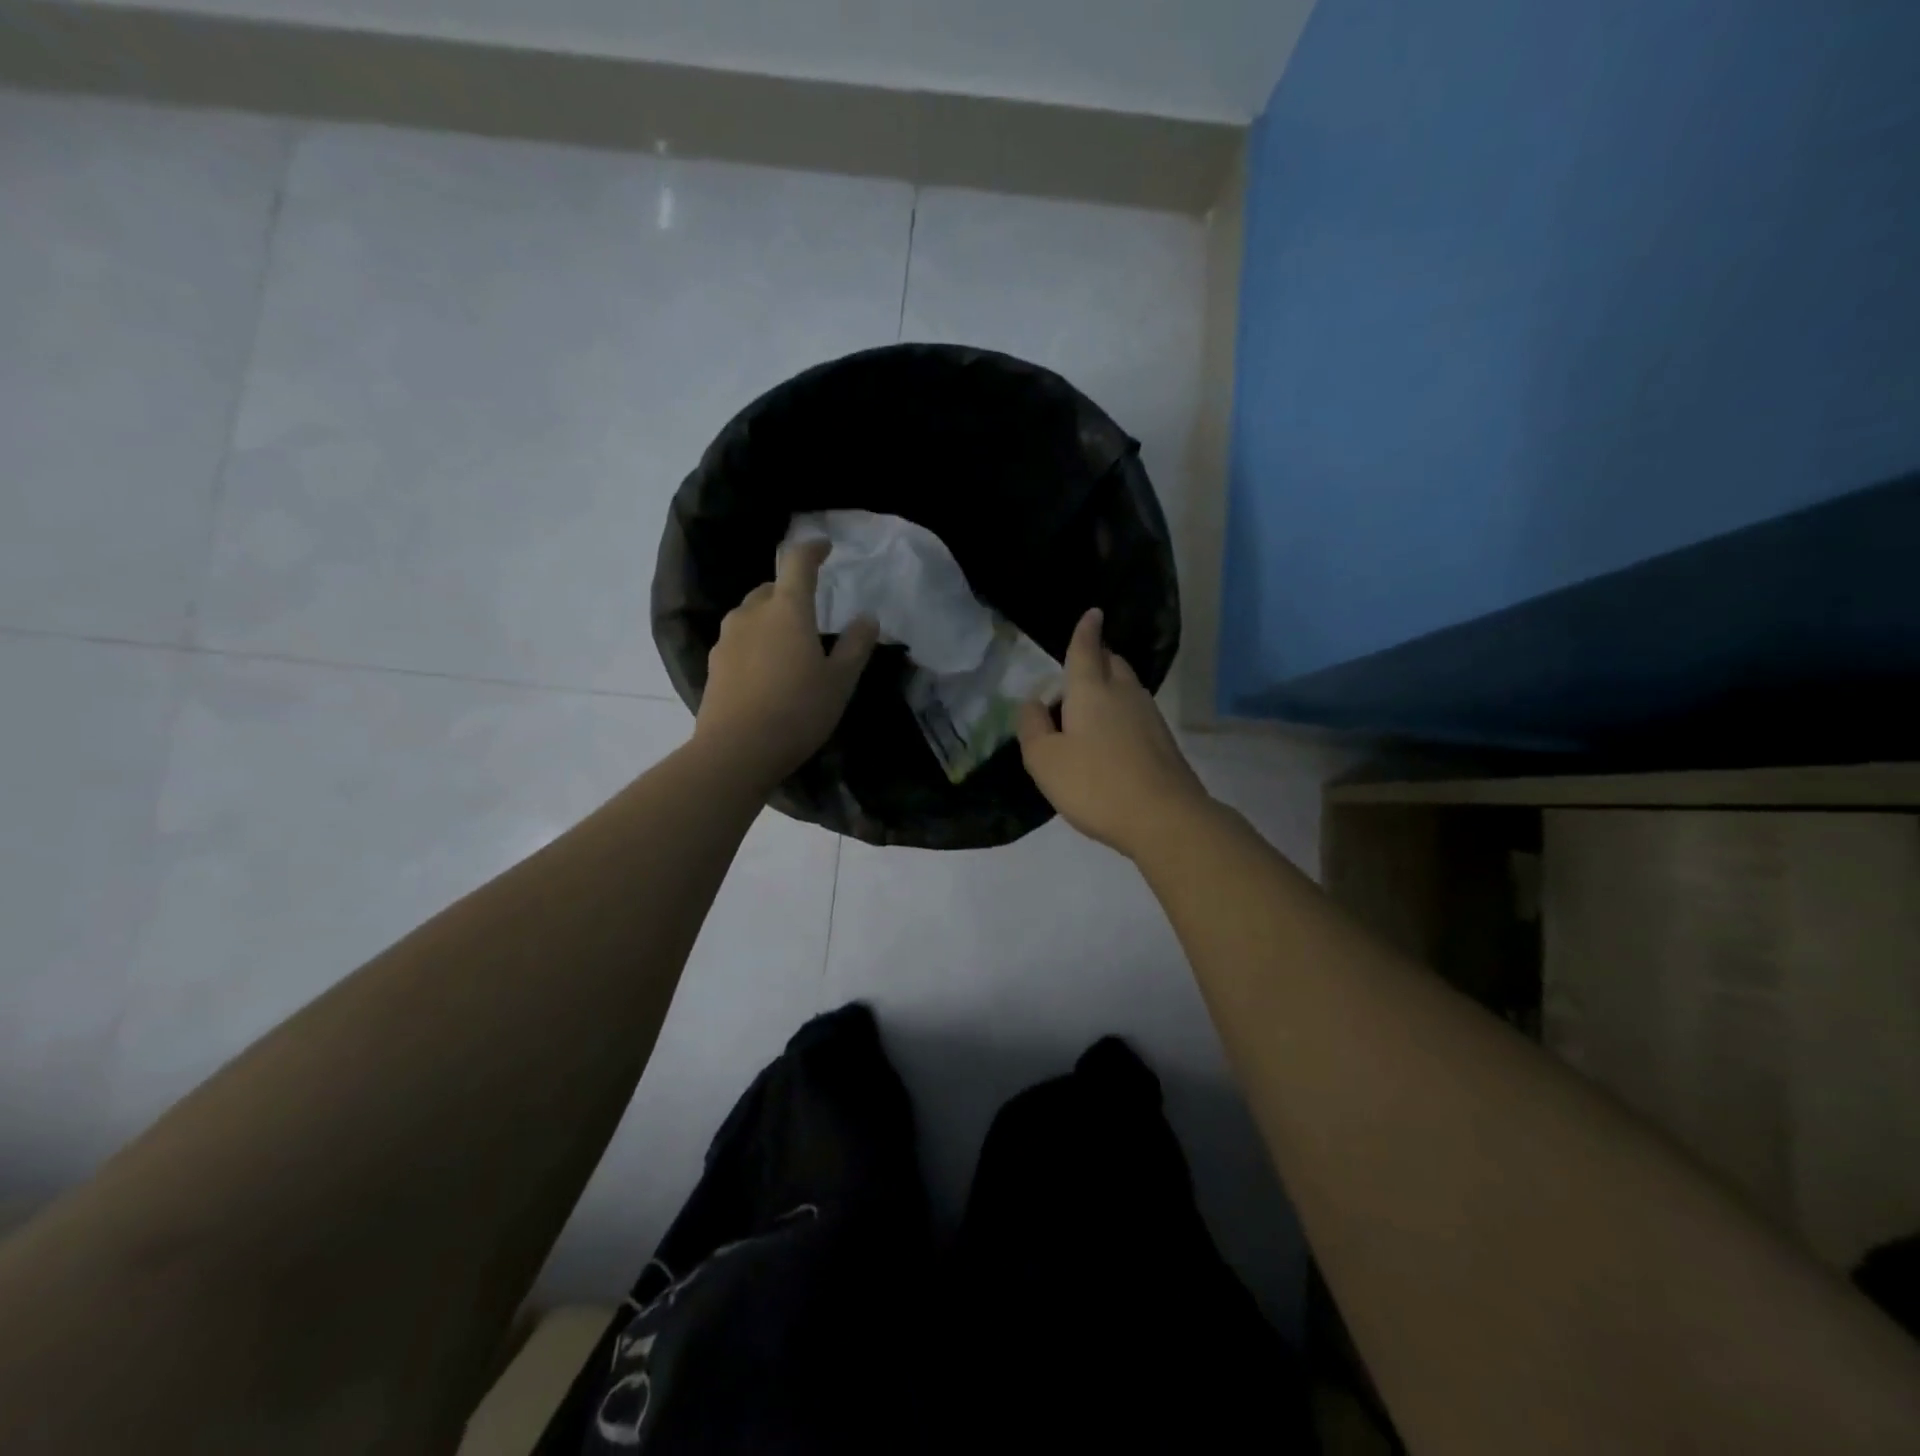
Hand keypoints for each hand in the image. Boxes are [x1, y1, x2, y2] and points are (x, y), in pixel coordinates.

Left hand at [695, 539, 878, 787]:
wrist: (736, 751)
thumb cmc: (797, 711)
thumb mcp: (839, 682)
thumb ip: (855, 646)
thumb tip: (867, 618)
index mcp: (786, 609)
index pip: (797, 562)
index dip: (812, 550)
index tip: (825, 547)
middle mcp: (752, 613)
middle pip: (771, 588)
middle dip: (790, 591)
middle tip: (811, 612)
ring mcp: (727, 638)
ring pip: (752, 614)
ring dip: (770, 618)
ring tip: (789, 645)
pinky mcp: (714, 664)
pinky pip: (739, 640)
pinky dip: (756, 643)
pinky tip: (767, 671)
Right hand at [1017, 608, 1210, 857]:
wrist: (1164, 817)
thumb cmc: (1095, 784)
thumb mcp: (1044, 760)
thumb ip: (1032, 727)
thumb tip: (1034, 704)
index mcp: (1092, 690)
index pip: (1087, 649)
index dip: (1086, 630)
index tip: (1093, 613)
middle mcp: (1124, 693)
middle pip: (1113, 663)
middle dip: (1098, 657)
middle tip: (1081, 666)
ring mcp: (1149, 716)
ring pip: (1128, 687)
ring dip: (1111, 686)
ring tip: (1091, 704)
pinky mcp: (1164, 741)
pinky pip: (1137, 712)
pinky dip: (1122, 712)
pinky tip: (1111, 736)